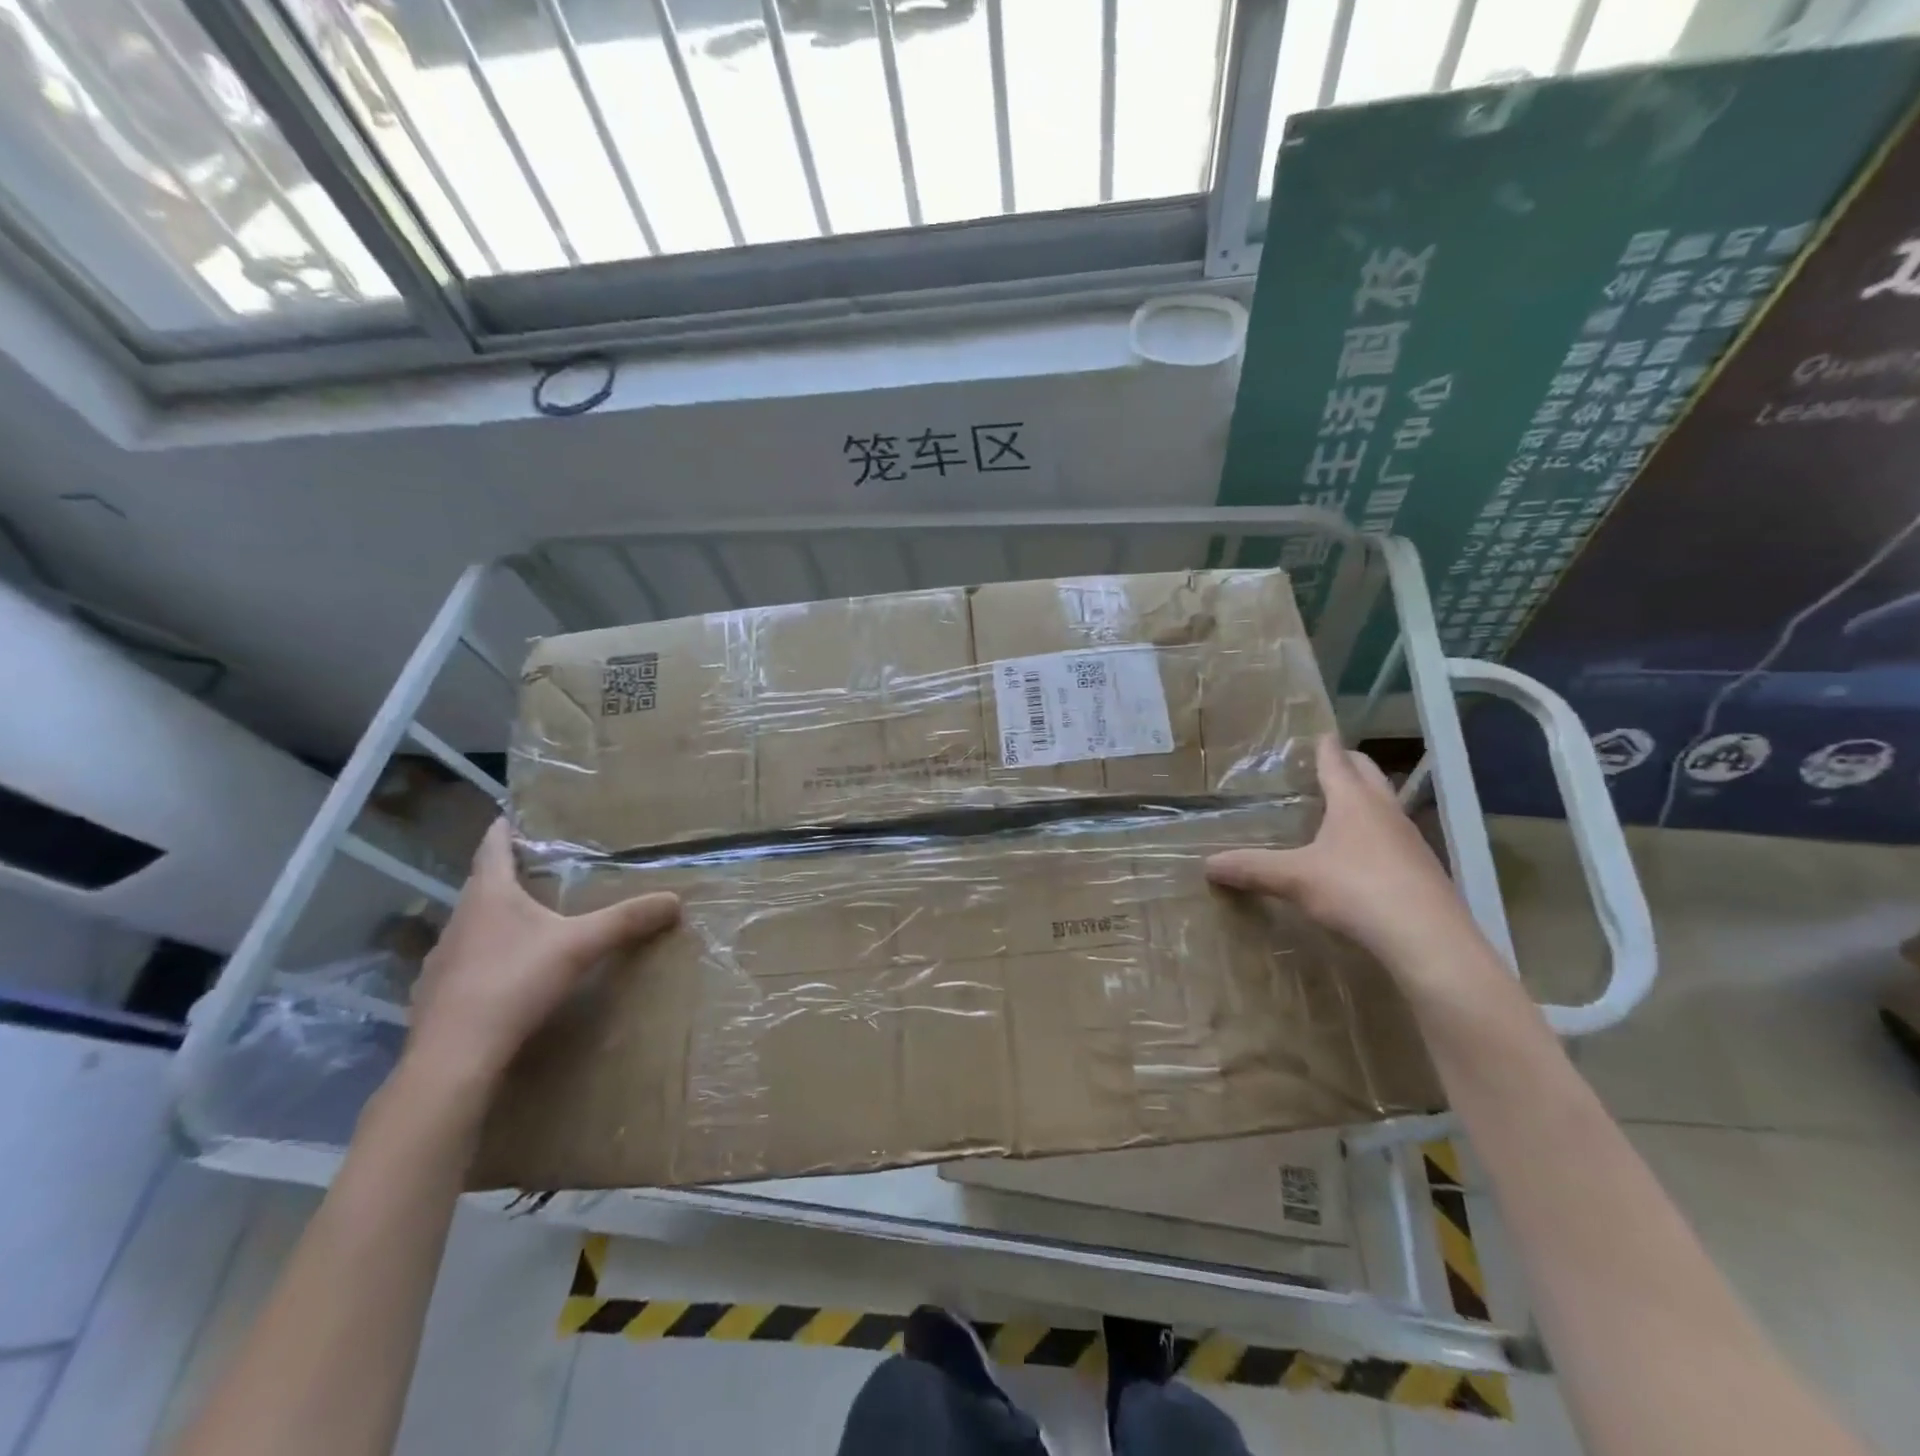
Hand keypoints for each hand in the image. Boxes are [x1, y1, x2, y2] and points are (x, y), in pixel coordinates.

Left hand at [405, 820, 679, 1090]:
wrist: (455, 1056)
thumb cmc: (515, 982)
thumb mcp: (581, 946)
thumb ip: (626, 920)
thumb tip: (675, 899)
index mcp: (489, 896)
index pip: (492, 849)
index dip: (503, 831)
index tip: (510, 816)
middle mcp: (458, 920)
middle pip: (481, 887)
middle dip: (506, 877)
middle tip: (536, 871)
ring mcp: (441, 960)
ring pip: (471, 927)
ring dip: (494, 921)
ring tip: (525, 923)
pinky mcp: (435, 996)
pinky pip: (464, 964)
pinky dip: (485, 959)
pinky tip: (505, 976)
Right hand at [1205, 735, 1480, 971]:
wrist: (1428, 939)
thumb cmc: (1356, 890)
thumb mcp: (1294, 878)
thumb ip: (1252, 868)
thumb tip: (1208, 864)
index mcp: (1354, 802)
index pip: (1337, 762)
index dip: (1325, 747)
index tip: (1320, 733)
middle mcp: (1385, 812)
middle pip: (1370, 775)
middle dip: (1351, 764)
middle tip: (1333, 761)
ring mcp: (1410, 841)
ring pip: (1387, 806)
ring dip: (1368, 798)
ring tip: (1345, 805)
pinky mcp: (1423, 870)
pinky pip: (1396, 838)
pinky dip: (1378, 833)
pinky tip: (1365, 854)